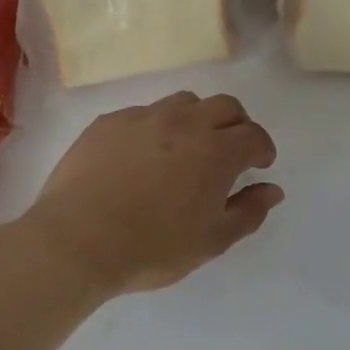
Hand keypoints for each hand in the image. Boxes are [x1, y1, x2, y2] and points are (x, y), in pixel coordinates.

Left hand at [22, 92, 282, 296]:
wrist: (76, 240)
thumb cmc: (152, 248)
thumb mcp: (211, 241)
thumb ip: (248, 212)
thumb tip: (272, 190)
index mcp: (216, 151)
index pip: (253, 135)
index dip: (262, 149)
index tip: (259, 165)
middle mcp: (183, 122)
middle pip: (224, 106)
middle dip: (237, 124)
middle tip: (231, 151)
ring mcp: (142, 117)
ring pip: (183, 102)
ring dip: (197, 118)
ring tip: (187, 147)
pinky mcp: (108, 122)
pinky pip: (143, 113)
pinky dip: (156, 127)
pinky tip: (143, 155)